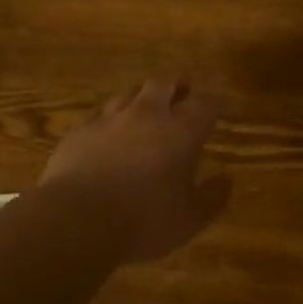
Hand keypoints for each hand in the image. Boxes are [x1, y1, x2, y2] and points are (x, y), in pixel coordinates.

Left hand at [41, 79, 231, 261]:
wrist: (76, 219)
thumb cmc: (143, 220)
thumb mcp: (189, 219)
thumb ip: (212, 197)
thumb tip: (226, 180)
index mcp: (181, 131)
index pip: (204, 103)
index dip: (213, 102)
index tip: (216, 106)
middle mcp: (147, 114)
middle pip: (163, 83)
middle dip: (176, 84)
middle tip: (182, 91)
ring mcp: (110, 118)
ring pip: (129, 93)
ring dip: (141, 97)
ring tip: (145, 108)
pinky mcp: (80, 130)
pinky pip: (100, 113)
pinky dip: (110, 118)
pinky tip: (108, 130)